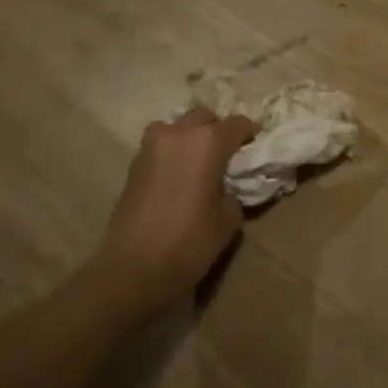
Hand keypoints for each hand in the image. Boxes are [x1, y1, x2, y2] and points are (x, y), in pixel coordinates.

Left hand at [88, 106, 257, 323]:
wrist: (133, 270)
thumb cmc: (190, 243)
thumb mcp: (229, 218)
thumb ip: (233, 190)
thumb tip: (225, 185)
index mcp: (208, 142)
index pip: (238, 123)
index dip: (250, 134)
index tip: (254, 149)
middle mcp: (178, 134)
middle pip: (204, 117)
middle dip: (218, 130)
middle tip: (227, 154)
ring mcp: (151, 148)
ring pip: (177, 127)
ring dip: (190, 137)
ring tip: (198, 163)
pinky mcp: (133, 165)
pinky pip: (160, 147)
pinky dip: (172, 153)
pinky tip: (178, 178)